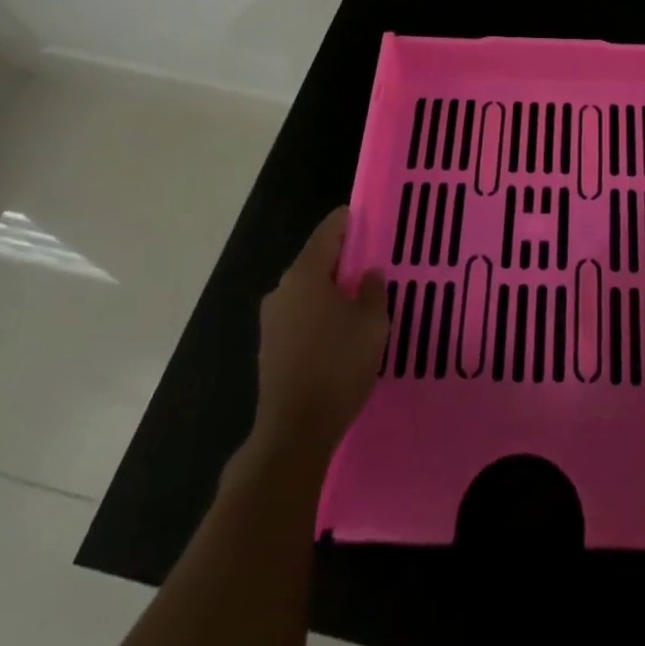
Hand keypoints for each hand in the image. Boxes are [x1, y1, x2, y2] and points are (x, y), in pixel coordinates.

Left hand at [246, 206, 388, 467]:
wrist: (295, 430)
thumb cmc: (338, 365)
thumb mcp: (372, 324)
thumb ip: (374, 291)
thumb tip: (369, 274)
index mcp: (305, 275)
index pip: (328, 232)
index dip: (347, 221)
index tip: (364, 215)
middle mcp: (282, 290)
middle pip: (315, 260)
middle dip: (342, 258)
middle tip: (371, 259)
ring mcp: (272, 320)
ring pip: (307, 290)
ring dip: (331, 288)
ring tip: (360, 296)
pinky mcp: (271, 347)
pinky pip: (300, 314)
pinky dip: (320, 311)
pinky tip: (340, 327)